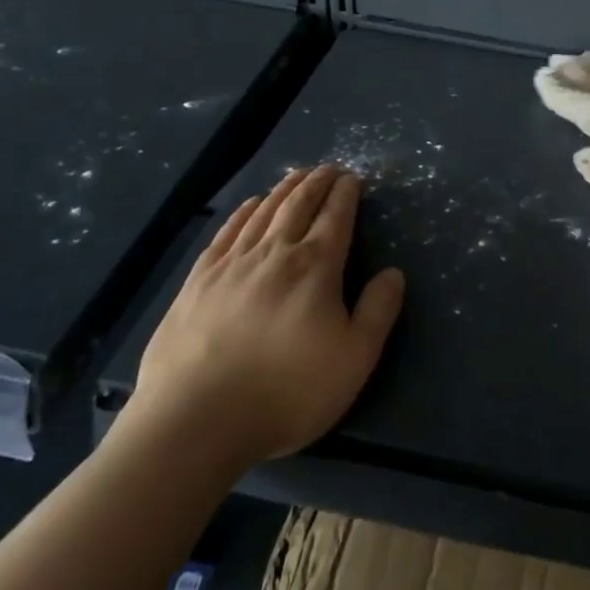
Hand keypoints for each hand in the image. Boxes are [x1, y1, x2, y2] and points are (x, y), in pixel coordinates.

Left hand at [123, 165, 404, 467]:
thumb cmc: (287, 392)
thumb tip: (394, 272)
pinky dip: (243, 212)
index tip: (353, 178)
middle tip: (328, 169)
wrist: (195, 420)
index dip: (347, 194)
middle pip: (298, 205)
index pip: (336, 217)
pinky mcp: (197, 281)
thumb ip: (378, 311)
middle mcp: (274, 253)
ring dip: (283, 189)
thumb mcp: (354, 359)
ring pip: (263, 212)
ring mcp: (231, 264)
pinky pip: (226, 232)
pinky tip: (249, 206)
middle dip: (317, 183)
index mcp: (315, 267)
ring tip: (296, 176)